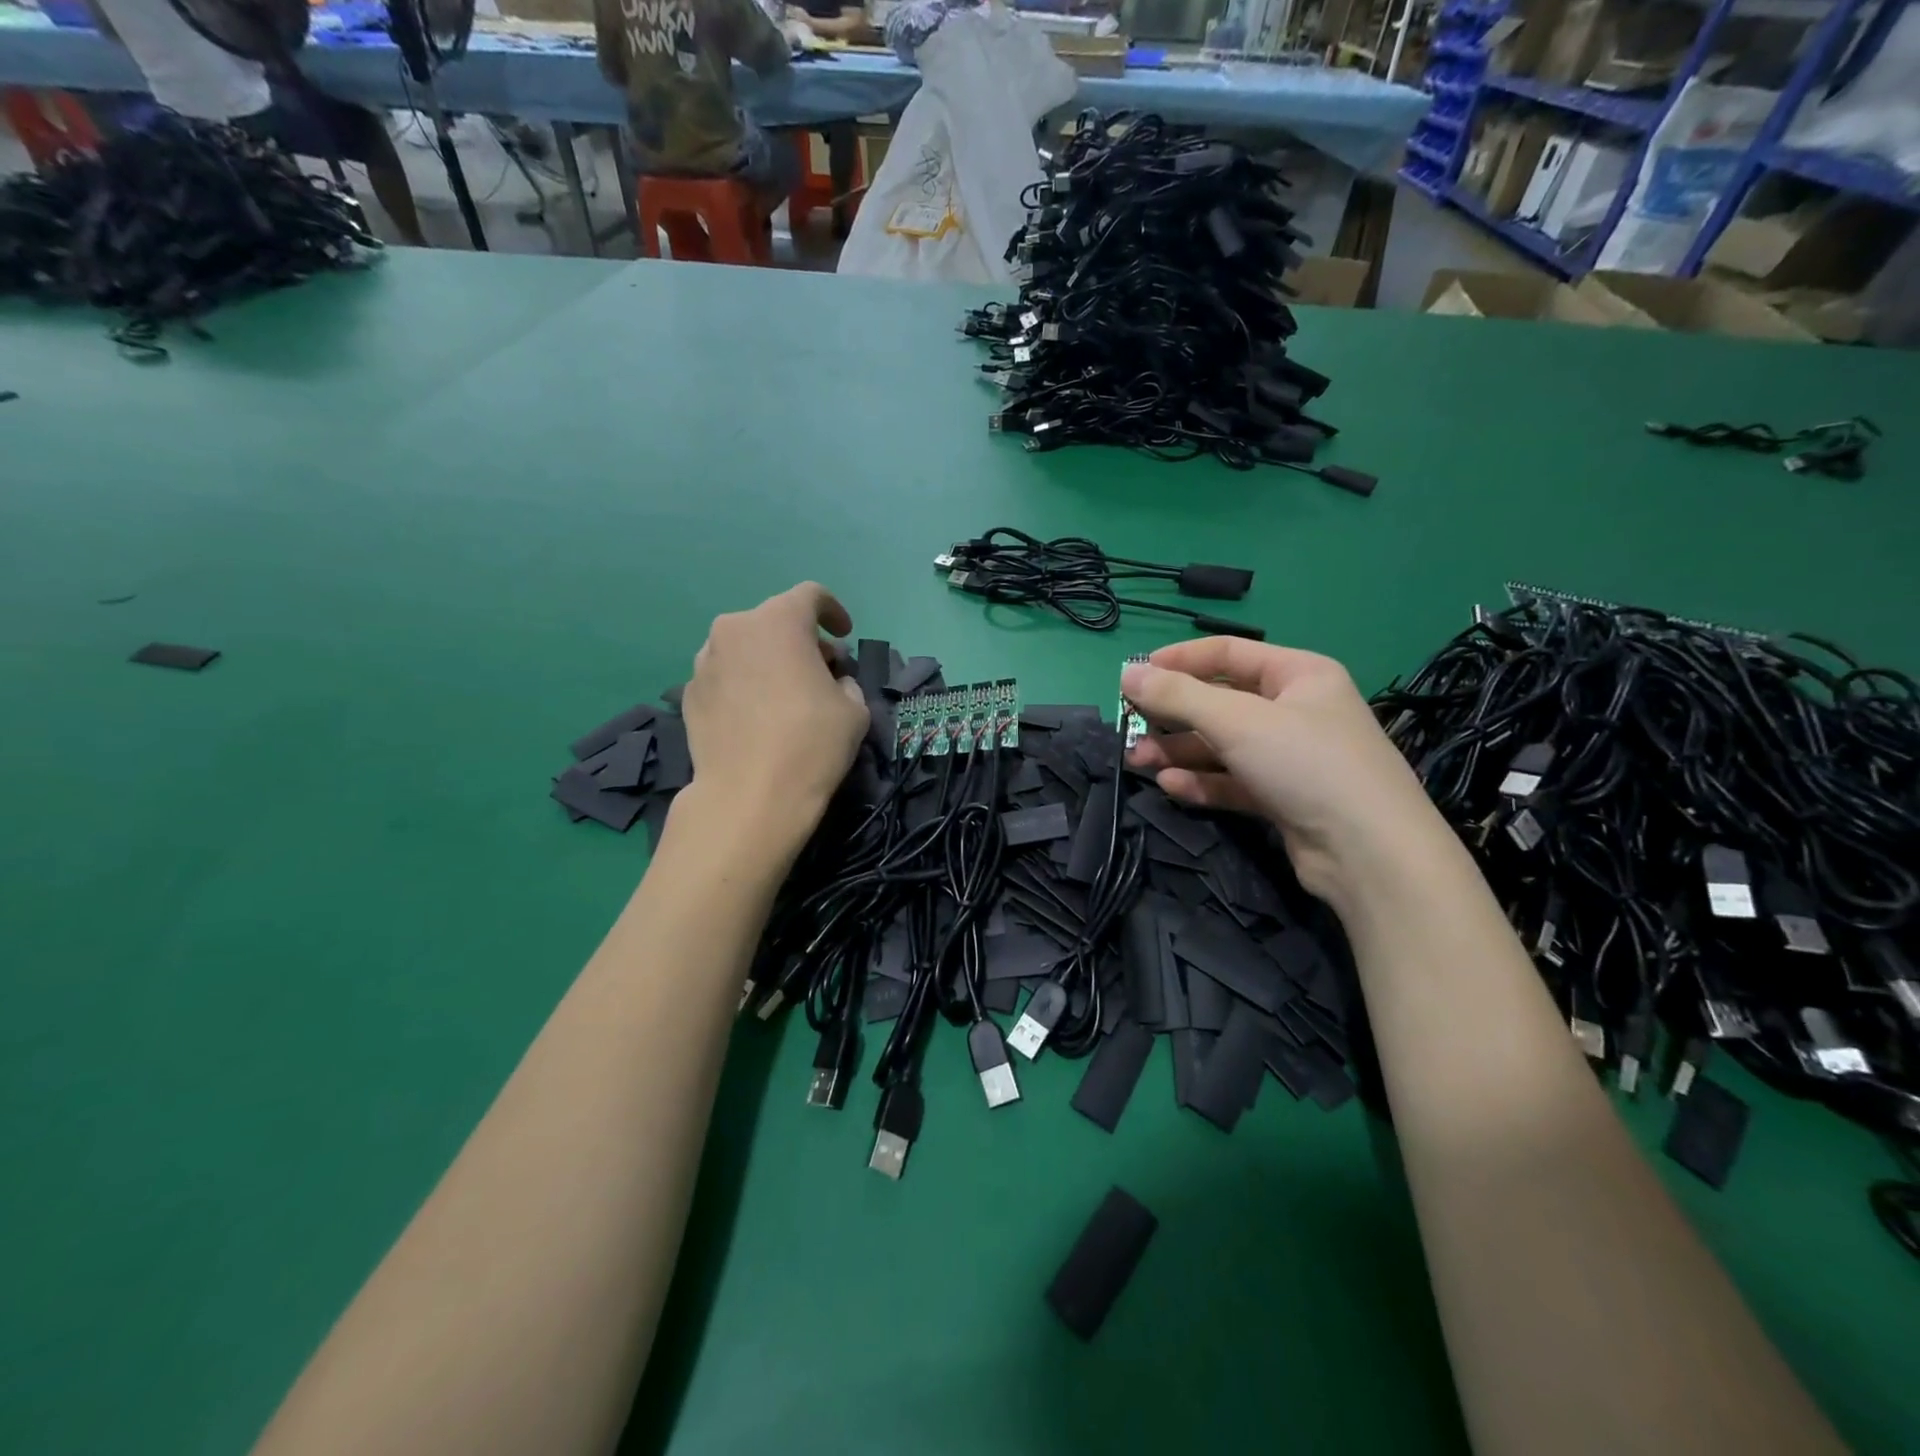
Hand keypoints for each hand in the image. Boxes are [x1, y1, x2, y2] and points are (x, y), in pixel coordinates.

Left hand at [679, 583, 868, 846]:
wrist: (749, 797)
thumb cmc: (811, 743)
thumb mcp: (854, 710)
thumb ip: (845, 682)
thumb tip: (831, 682)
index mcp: (778, 621)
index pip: (810, 595)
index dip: (833, 611)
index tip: (844, 635)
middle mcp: (734, 629)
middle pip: (775, 621)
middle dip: (801, 641)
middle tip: (821, 673)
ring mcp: (704, 661)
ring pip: (745, 647)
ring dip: (768, 661)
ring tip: (785, 696)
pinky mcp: (687, 694)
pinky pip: (725, 676)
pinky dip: (744, 684)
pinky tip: (756, 718)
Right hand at [1122, 639, 1441, 901]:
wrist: (1369, 853)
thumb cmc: (1306, 763)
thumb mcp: (1237, 721)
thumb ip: (1178, 696)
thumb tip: (1127, 673)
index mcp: (1297, 675)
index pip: (1227, 653)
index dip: (1178, 661)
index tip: (1133, 675)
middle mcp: (1295, 711)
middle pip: (1220, 703)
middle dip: (1172, 715)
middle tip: (1130, 727)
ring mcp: (1289, 757)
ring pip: (1221, 746)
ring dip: (1179, 752)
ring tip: (1139, 762)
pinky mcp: (1282, 798)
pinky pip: (1232, 781)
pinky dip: (1201, 782)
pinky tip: (1170, 787)